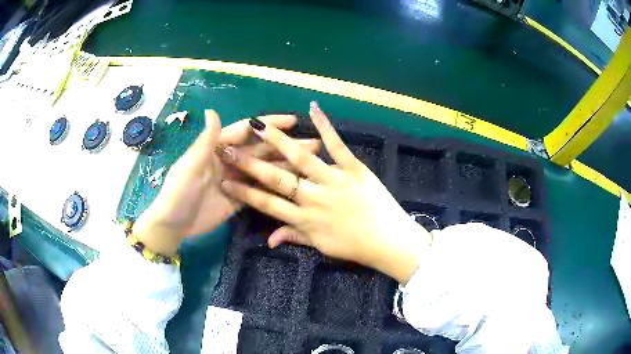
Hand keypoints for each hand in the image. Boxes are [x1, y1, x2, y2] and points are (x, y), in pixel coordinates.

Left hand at [134, 110, 319, 256]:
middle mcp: (230, 160)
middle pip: (261, 150)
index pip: (246, 131)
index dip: (268, 125)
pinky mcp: (239, 198)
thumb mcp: (189, 166)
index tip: (292, 120)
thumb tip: (212, 110)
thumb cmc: (178, 192)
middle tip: (313, 144)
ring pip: (264, 169)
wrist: (174, 225)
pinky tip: (295, 184)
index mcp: (217, 148)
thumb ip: (204, 141)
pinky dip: (276, 186)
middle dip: (285, 145)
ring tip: (311, 163)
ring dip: (286, 165)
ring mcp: (236, 180)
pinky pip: (260, 189)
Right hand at [221, 102, 431, 283]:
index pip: (266, 204)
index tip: (224, 179)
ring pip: (302, 158)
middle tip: (227, 149)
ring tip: (258, 125)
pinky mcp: (355, 170)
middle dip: (249, 163)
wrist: (390, 241)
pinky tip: (312, 109)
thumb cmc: (355, 247)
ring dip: (278, 140)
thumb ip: (294, 237)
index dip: (244, 192)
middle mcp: (314, 198)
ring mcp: (334, 181)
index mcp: (304, 219)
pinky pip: (338, 146)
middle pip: (276, 178)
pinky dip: (326, 126)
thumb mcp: (322, 247)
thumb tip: (269, 240)